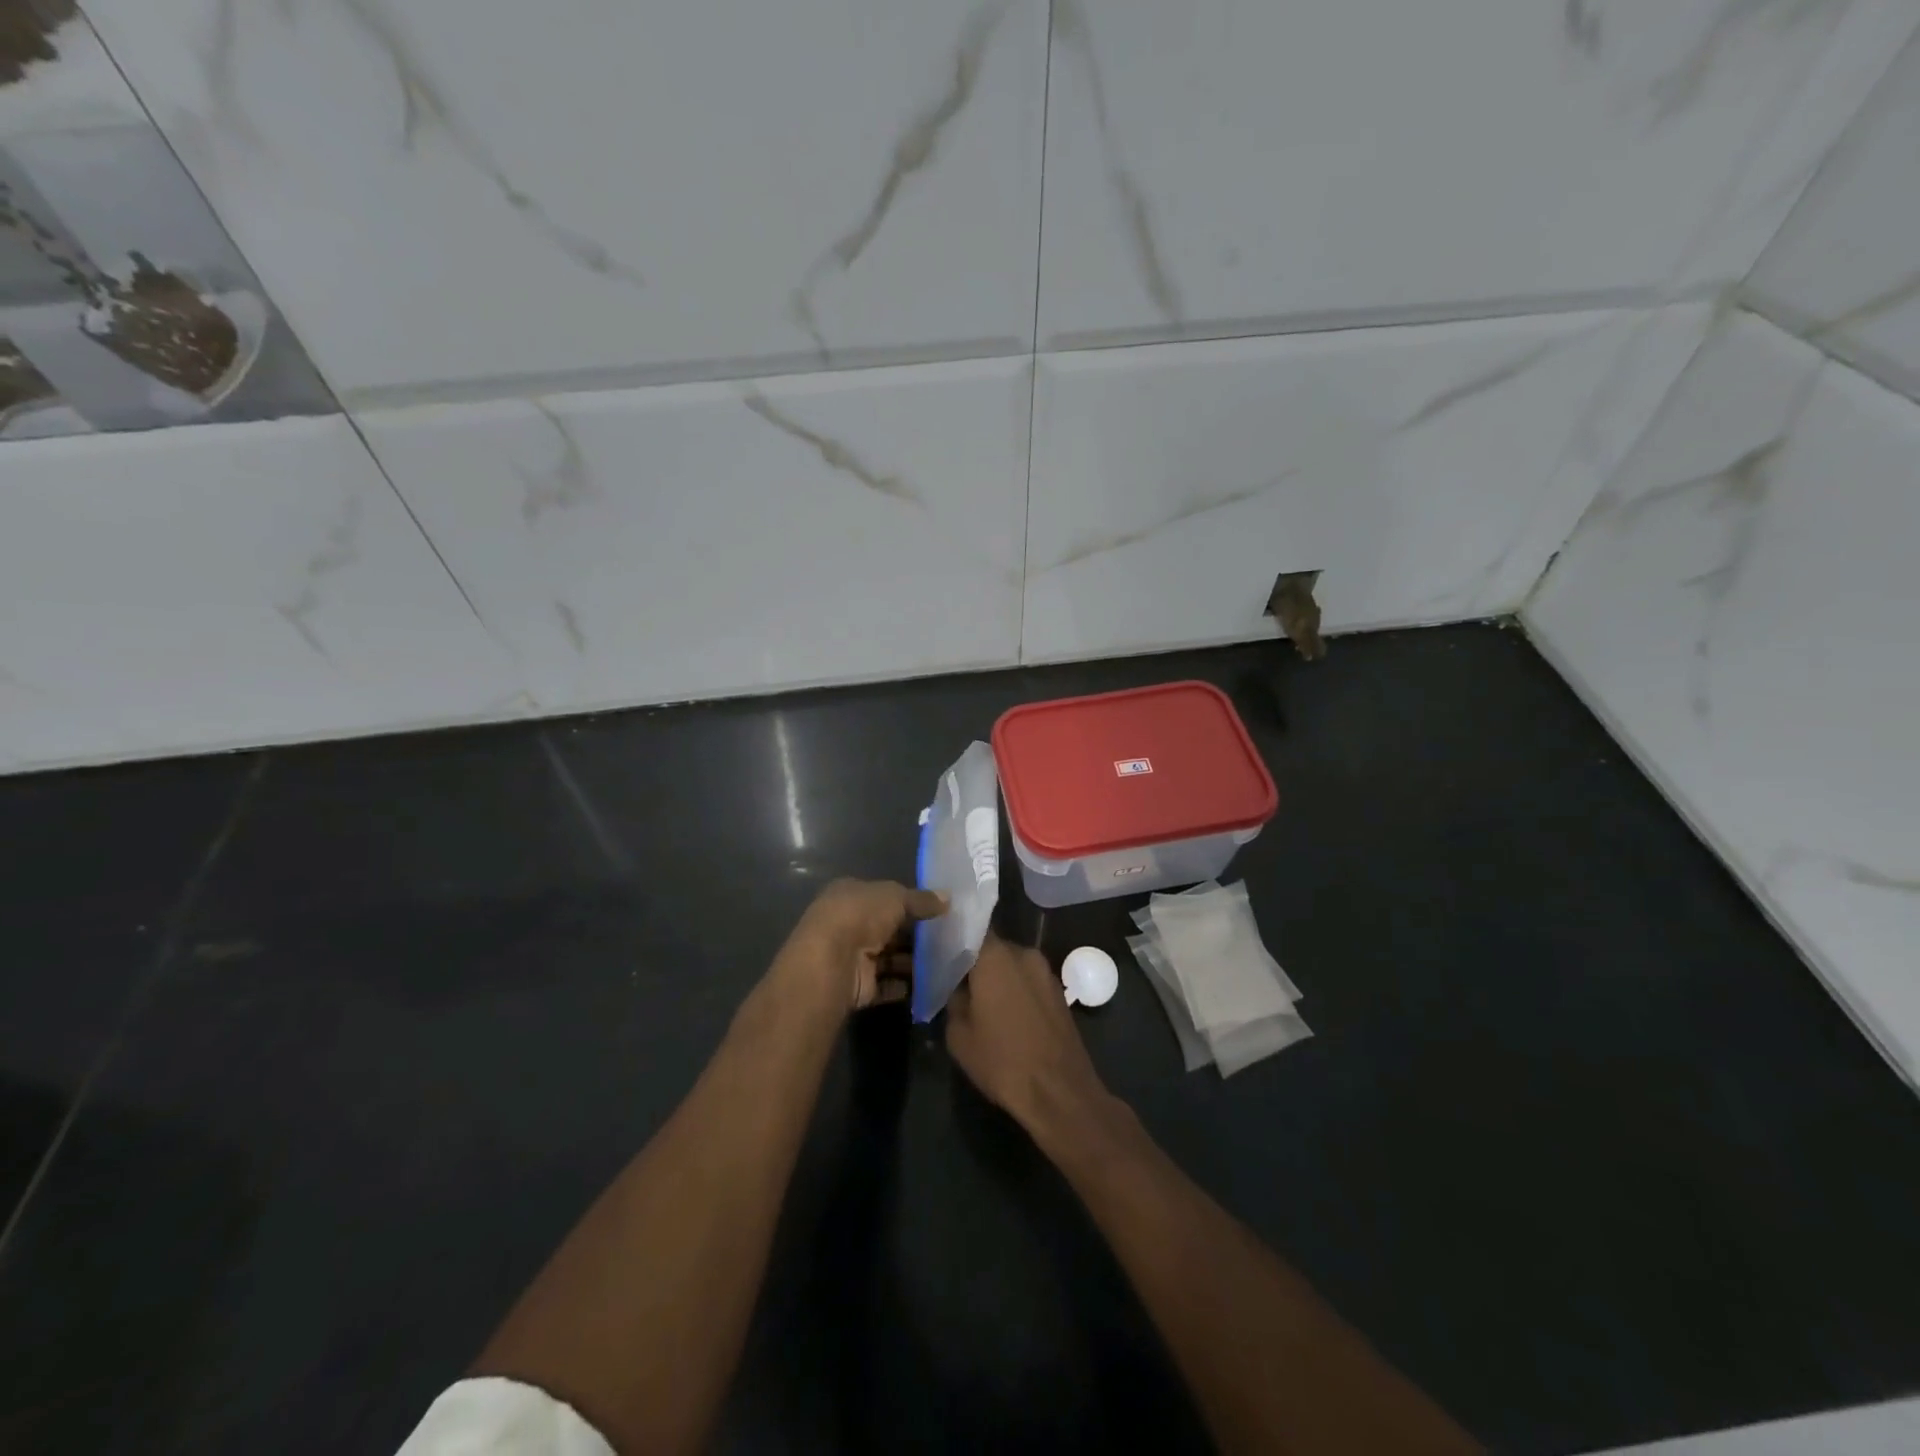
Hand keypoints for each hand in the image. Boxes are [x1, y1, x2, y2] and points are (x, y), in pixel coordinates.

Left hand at [777, 878, 947, 1012]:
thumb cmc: (860, 916)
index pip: (882, 897)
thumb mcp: (895, 897)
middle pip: (887, 929)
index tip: (937, 911)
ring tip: (946, 962)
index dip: (908, 903)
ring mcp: (852, 957)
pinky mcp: (859, 986)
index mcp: (849, 895)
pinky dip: (907, 985)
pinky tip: (931, 984)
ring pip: (889, 958)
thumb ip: (921, 899)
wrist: (832, 962)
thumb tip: (948, 898)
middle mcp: (848, 924)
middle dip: (914, 934)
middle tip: (948, 938)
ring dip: (913, 962)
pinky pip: (888, 984)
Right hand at [946, 935, 1109, 1134]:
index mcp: (995, 956)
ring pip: (1012, 964)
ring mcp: (1046, 972)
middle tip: (956, 981)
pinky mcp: (1059, 992)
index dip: (953, 939)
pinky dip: (1015, 989)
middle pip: (992, 947)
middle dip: (975, 961)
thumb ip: (953, 1001)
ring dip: (997, 976)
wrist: (1059, 1092)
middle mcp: (1023, 953)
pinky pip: (1028, 980)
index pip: (969, 930)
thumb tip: (956, 989)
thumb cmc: (1003, 1061)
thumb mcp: (959, 1035)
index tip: (939, 952)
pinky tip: (1005, 1014)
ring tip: (980, 1001)